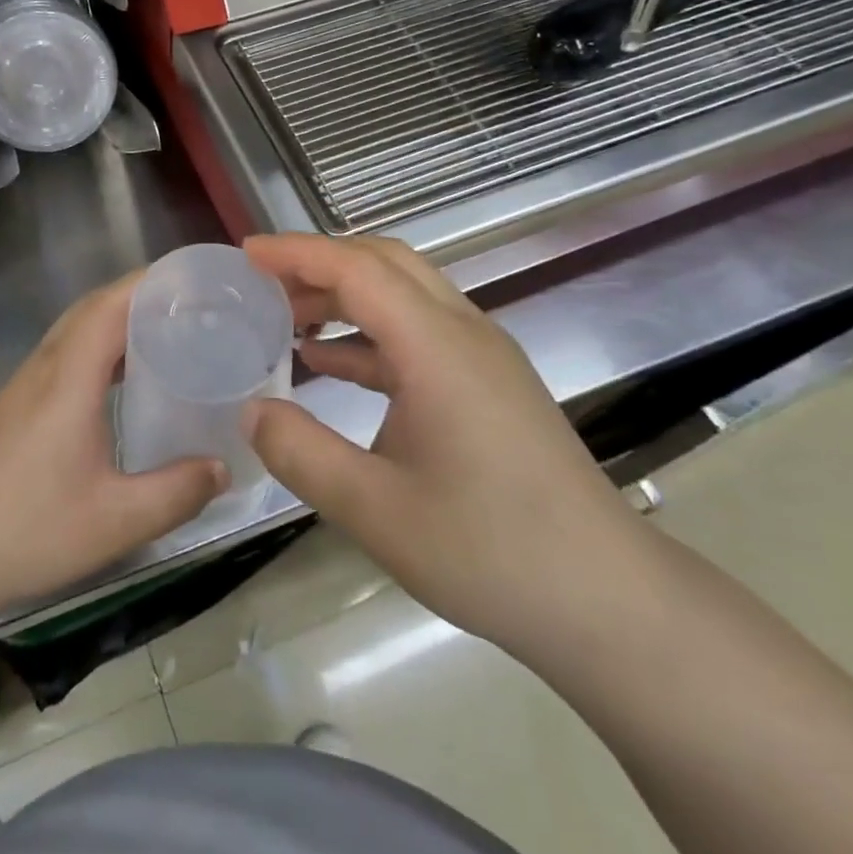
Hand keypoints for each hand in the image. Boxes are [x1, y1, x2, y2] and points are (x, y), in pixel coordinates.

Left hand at [0, 276, 227, 620]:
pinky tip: (120, 382)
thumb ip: (176, 492)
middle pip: (92, 308)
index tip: (193, 281)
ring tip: (165, 334)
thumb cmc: (27, 529)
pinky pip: (65, 354)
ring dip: (117, 319)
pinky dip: (98, 347)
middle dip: (140, 295)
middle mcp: (45, 367)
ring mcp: (25, 385)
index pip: (110, 305)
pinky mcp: (16, 405)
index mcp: (69, 377)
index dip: (150, 283)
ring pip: (75, 329)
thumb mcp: (116, 520)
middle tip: (190, 306)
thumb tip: (223, 468)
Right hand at [242, 234, 635, 650]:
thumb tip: (251, 410)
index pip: (356, 269)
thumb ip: (302, 453)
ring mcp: (482, 355)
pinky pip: (418, 331)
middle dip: (319, 262)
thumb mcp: (375, 511)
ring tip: (285, 319)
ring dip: (344, 295)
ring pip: (403, 293)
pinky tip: (330, 364)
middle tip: (263, 283)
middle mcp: (463, 331)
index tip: (245, 254)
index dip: (296, 253)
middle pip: (384, 262)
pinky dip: (369, 332)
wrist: (608, 600)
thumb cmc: (491, 552)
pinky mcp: (488, 382)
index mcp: (436, 346)